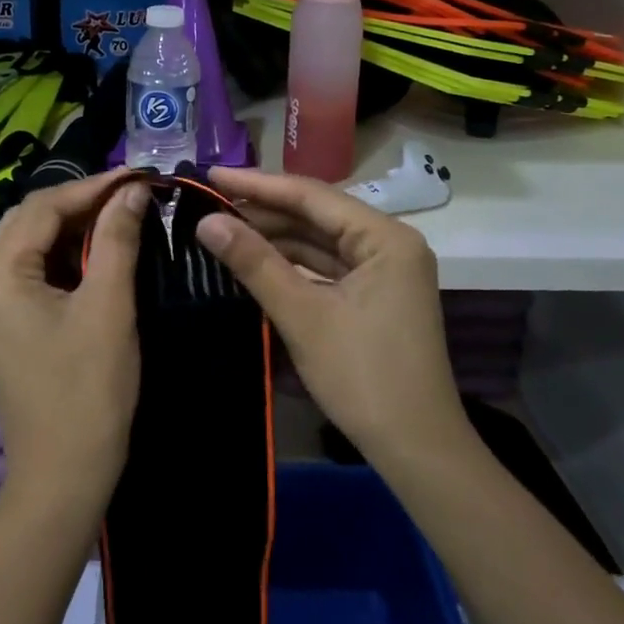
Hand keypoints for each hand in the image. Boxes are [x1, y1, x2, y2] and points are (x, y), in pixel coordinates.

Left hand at [0, 173, 148, 511]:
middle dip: (79, 204)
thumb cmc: (89, 390)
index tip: (137, 176)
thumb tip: (133, 191)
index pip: (42, 208)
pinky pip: (24, 275)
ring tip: (117, 219)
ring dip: (70, 230)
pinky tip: (93, 256)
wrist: (63, 477)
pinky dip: (59, 259)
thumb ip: (117, 238)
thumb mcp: (109, 306)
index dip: (92, 187)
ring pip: (26, 247)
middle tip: (130, 197)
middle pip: (27, 222)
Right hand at [196, 167, 468, 466]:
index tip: (210, 173)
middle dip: (264, 211)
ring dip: (275, 238)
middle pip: (317, 215)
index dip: (257, 184)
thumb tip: (206, 221)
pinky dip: (292, 264)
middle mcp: (390, 243)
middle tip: (209, 203)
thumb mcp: (302, 315)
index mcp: (385, 237)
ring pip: (320, 241)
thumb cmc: (363, 376)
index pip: (312, 195)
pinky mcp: (376, 296)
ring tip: (223, 229)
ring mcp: (385, 271)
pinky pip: (327, 266)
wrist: (417, 450)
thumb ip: (254, 262)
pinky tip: (255, 260)